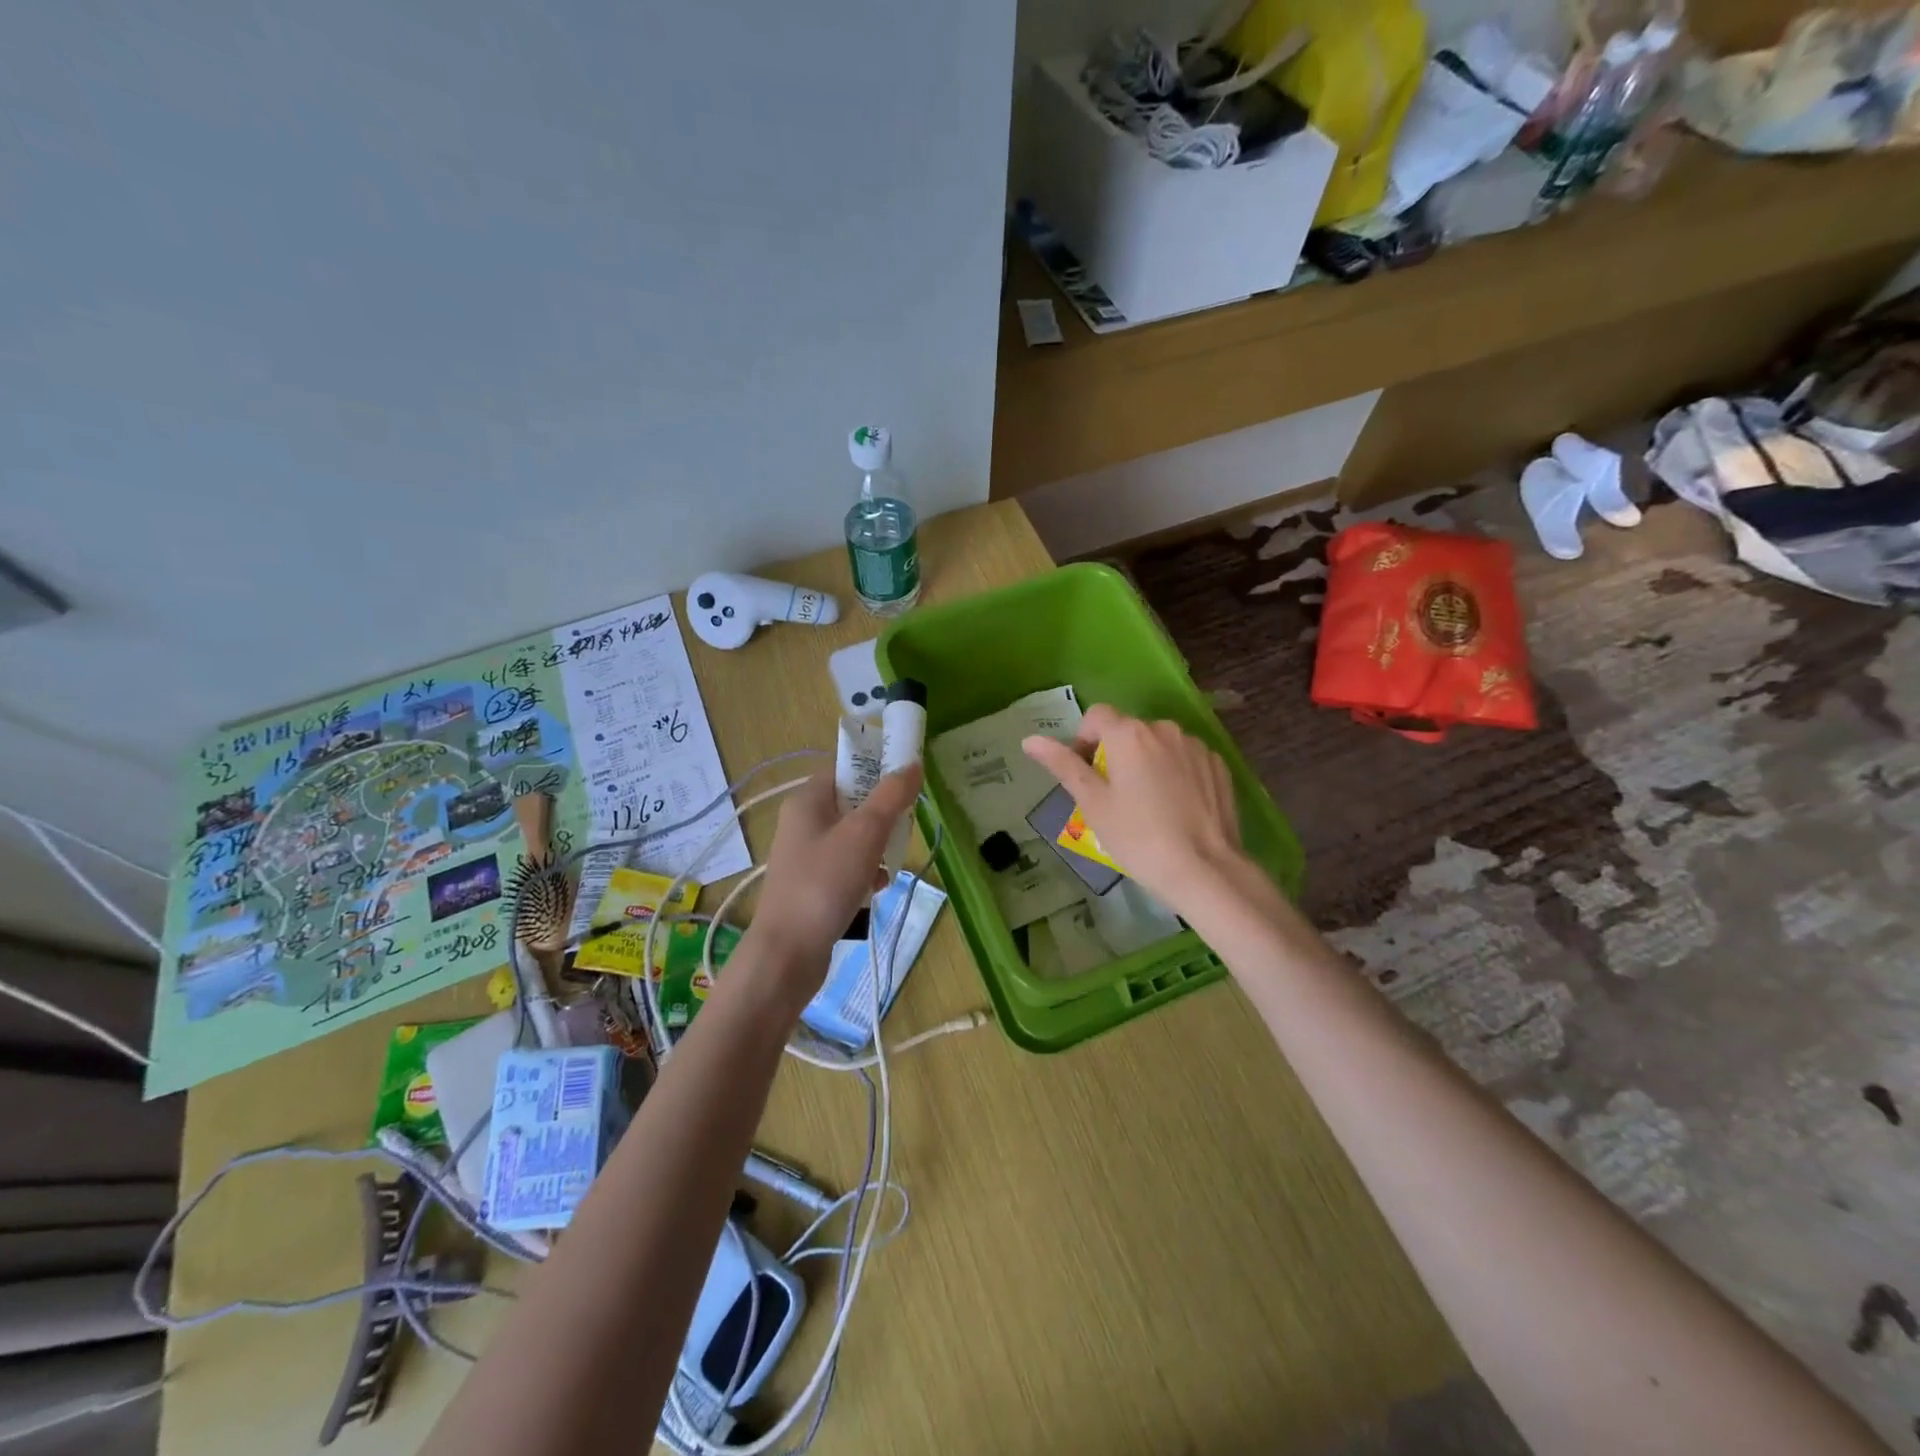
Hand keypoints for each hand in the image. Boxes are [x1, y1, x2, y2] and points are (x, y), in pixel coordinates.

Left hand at [738, 764, 921, 1010]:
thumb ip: (891, 796)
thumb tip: (913, 764)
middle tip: (900, 832)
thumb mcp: (864, 833)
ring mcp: (806, 856)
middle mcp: (803, 823)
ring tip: (888, 866)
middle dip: (883, 818)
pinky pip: (847, 868)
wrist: (788, 954)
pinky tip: (876, 890)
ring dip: (877, 849)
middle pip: (854, 804)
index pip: (846, 770)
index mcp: (807, 800)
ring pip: (854, 838)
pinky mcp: (812, 886)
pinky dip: (866, 874)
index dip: (877, 772)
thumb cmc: (824, 883)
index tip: (906, 788)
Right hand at [1022, 706, 1246, 917]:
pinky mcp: (1218, 765)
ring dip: (1147, 761)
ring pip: (1159, 744)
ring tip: (1148, 804)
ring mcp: (1196, 745)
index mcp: (1128, 734)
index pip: (1096, 715)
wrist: (1204, 869)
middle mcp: (1163, 729)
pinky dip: (1176, 773)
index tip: (1086, 773)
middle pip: (1128, 730)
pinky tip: (1176, 807)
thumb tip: (1030, 740)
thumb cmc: (1138, 837)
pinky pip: (1186, 758)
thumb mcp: (1092, 803)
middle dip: (1116, 753)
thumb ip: (1063, 765)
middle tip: (1114, 796)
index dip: (1083, 739)